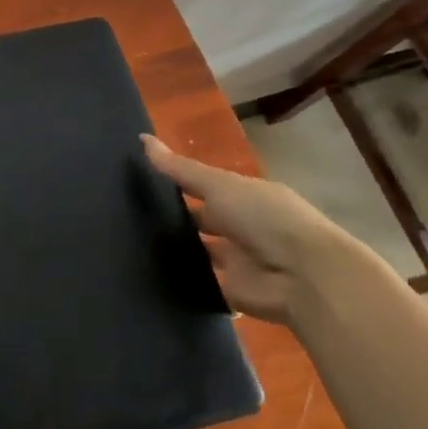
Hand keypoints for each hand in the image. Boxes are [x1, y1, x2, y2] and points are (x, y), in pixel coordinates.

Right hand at [142, 134, 363, 323]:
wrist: (302, 277)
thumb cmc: (265, 218)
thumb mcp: (219, 185)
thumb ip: (180, 169)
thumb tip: (142, 138)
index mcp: (243, 196)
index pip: (203, 186)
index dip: (176, 181)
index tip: (138, 178)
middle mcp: (240, 226)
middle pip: (200, 219)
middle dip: (171, 217)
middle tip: (126, 212)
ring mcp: (236, 260)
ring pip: (199, 251)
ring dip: (174, 248)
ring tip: (125, 241)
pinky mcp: (230, 290)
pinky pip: (200, 282)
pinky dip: (180, 279)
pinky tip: (144, 272)